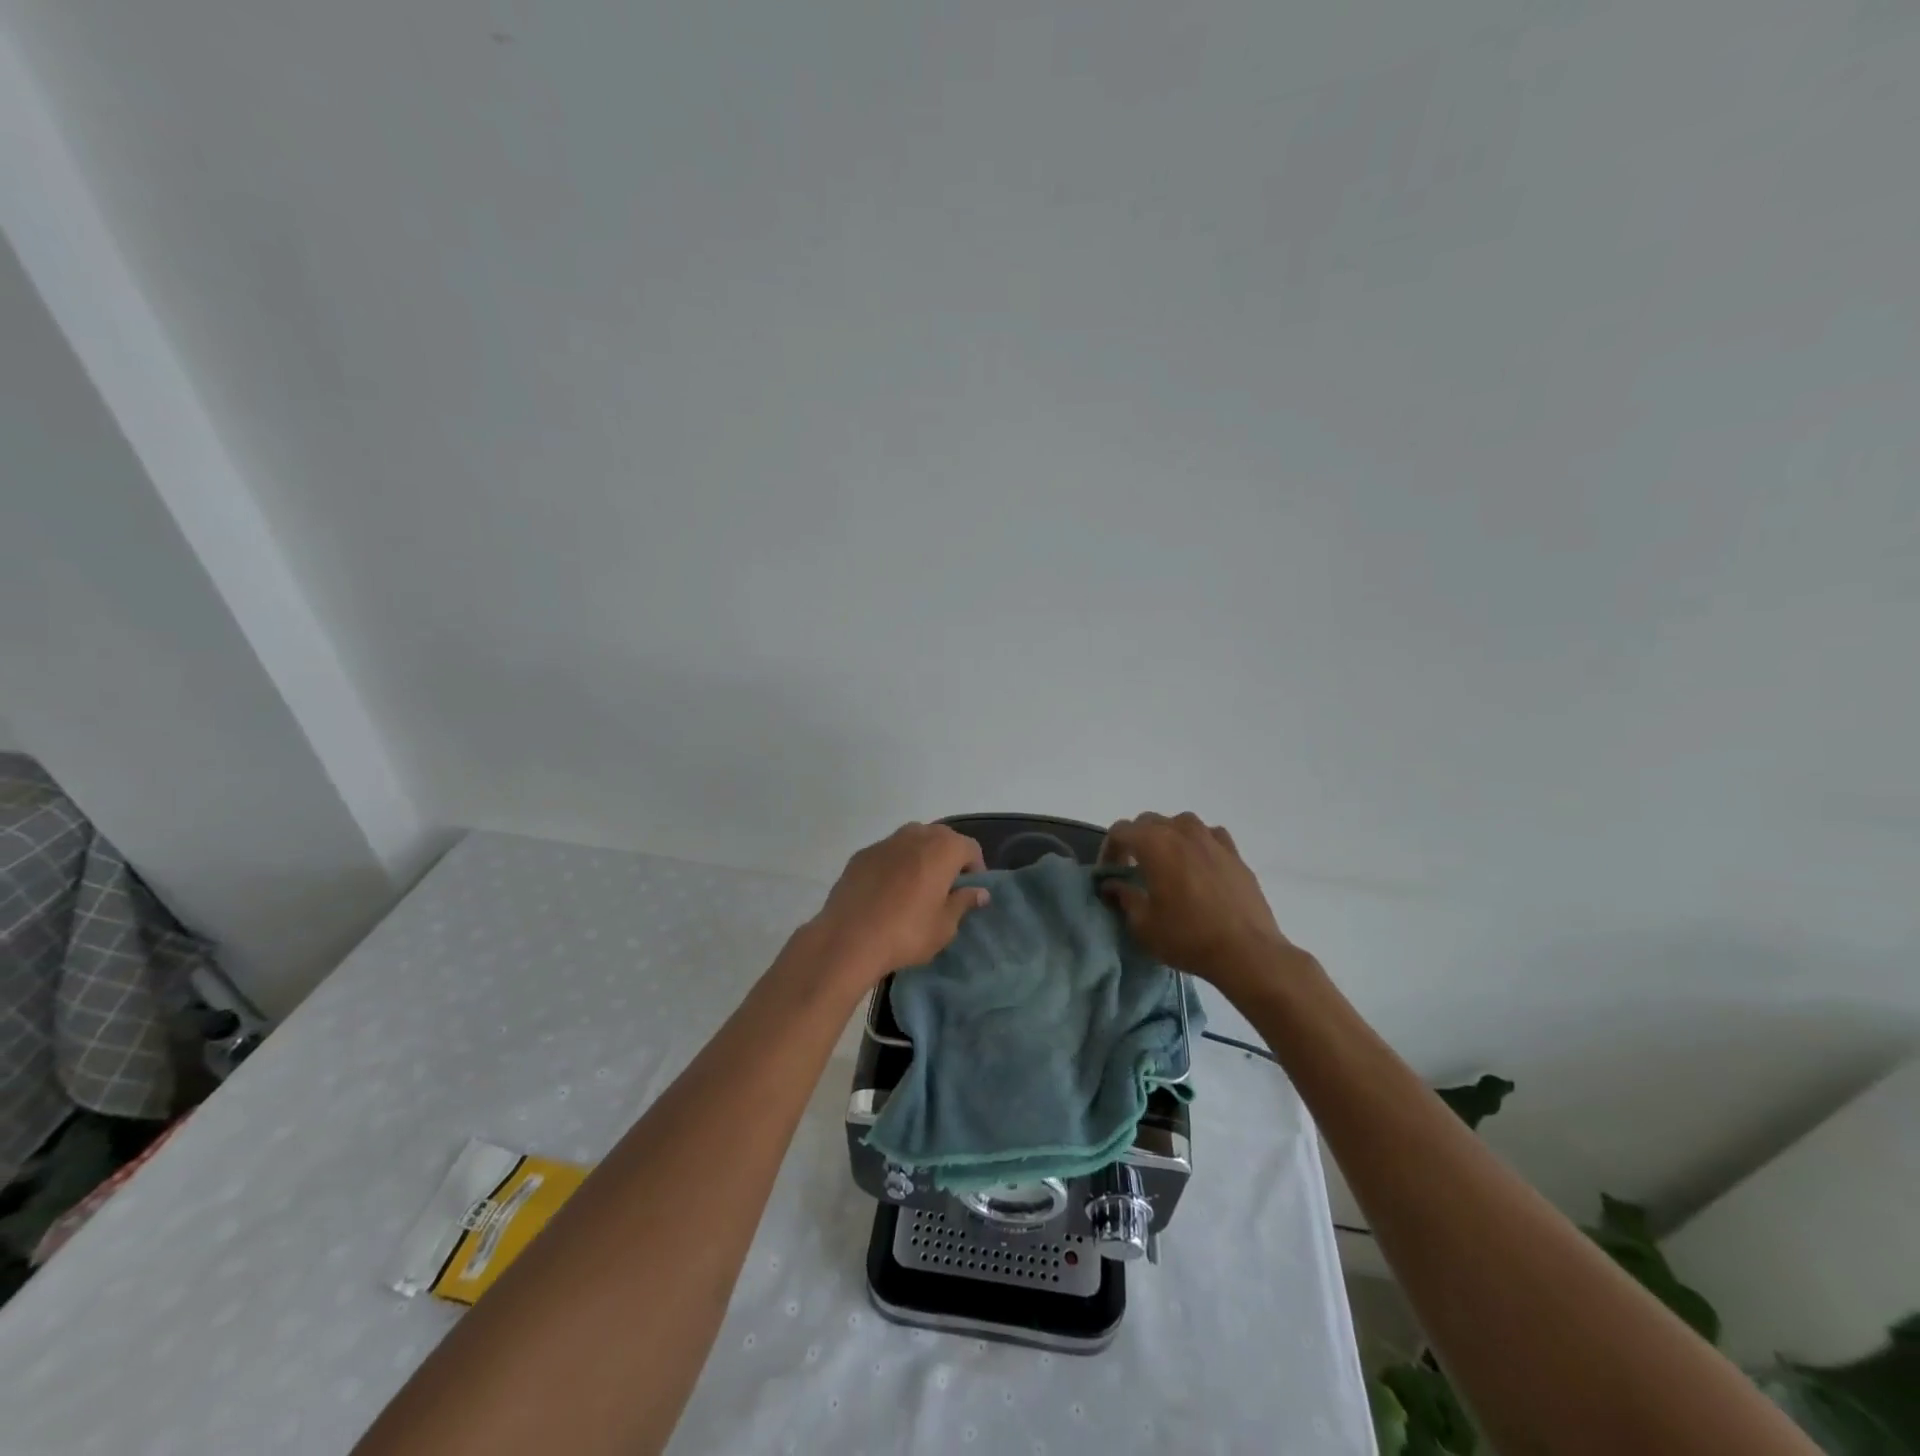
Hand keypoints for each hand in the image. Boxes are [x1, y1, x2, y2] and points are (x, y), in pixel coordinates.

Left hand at [805, 823, 990, 991]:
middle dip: (948, 858)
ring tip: (917, 888)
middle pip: (941, 838)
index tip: (970, 892)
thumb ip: (963, 902)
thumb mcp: (944, 926)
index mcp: (942, 849)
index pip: (970, 848)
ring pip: (912, 841)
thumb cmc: (906, 933)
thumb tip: (979, 892)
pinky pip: (888, 854)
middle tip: (946, 888)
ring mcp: (885, 842)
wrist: (848, 939)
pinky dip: (895, 865)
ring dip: (921, 857)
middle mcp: (915, 835)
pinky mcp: (861, 855)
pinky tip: (887, 892)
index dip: (975, 869)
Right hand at [1099, 812, 1304, 998]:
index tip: (1108, 873)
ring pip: (1180, 823)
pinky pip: (1209, 835)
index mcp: (1154, 844)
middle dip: (1135, 841)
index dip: (1108, 849)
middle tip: (1132, 868)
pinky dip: (1197, 843)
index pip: (1120, 831)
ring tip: (1166, 863)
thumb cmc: (1188, 937)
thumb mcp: (1143, 924)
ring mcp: (1212, 840)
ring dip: (1167, 837)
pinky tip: (1198, 864)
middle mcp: (1182, 832)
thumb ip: (1124, 897)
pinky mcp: (1235, 854)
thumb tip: (1113, 885)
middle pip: (1148, 822)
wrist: (1247, 952)